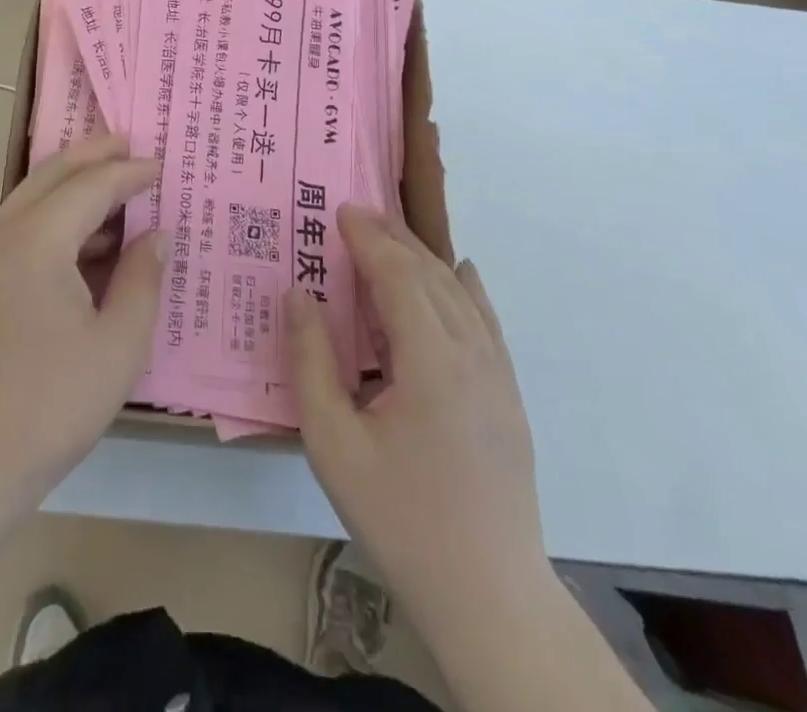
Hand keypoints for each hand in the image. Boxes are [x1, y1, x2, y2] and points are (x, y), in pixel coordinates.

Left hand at [0, 135, 164, 521]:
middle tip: (131, 143)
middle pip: (53, 173)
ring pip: (31, 196)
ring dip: (73, 185)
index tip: (163, 166)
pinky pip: (18, 225)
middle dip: (94, 154)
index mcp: (35, 241)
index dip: (130, 173)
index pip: (91, 186)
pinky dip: (53, 216)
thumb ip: (142, 280)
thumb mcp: (118, 347)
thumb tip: (155, 234)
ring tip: (116, 190)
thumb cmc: (47, 409)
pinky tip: (84, 241)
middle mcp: (0, 233)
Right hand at [287, 205, 550, 631]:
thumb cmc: (400, 517)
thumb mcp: (333, 444)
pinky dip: (467, 287)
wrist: (488, 595)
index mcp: (430, 360)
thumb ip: (311, 362)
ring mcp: (497, 373)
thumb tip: (298, 294)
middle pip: (430, 274)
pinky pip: (487, 321)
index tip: (341, 210)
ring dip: (424, 257)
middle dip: (393, 238)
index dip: (368, 238)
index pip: (398, 275)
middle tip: (357, 213)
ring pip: (460, 293)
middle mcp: (471, 352)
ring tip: (391, 235)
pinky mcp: (508, 394)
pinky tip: (461, 272)